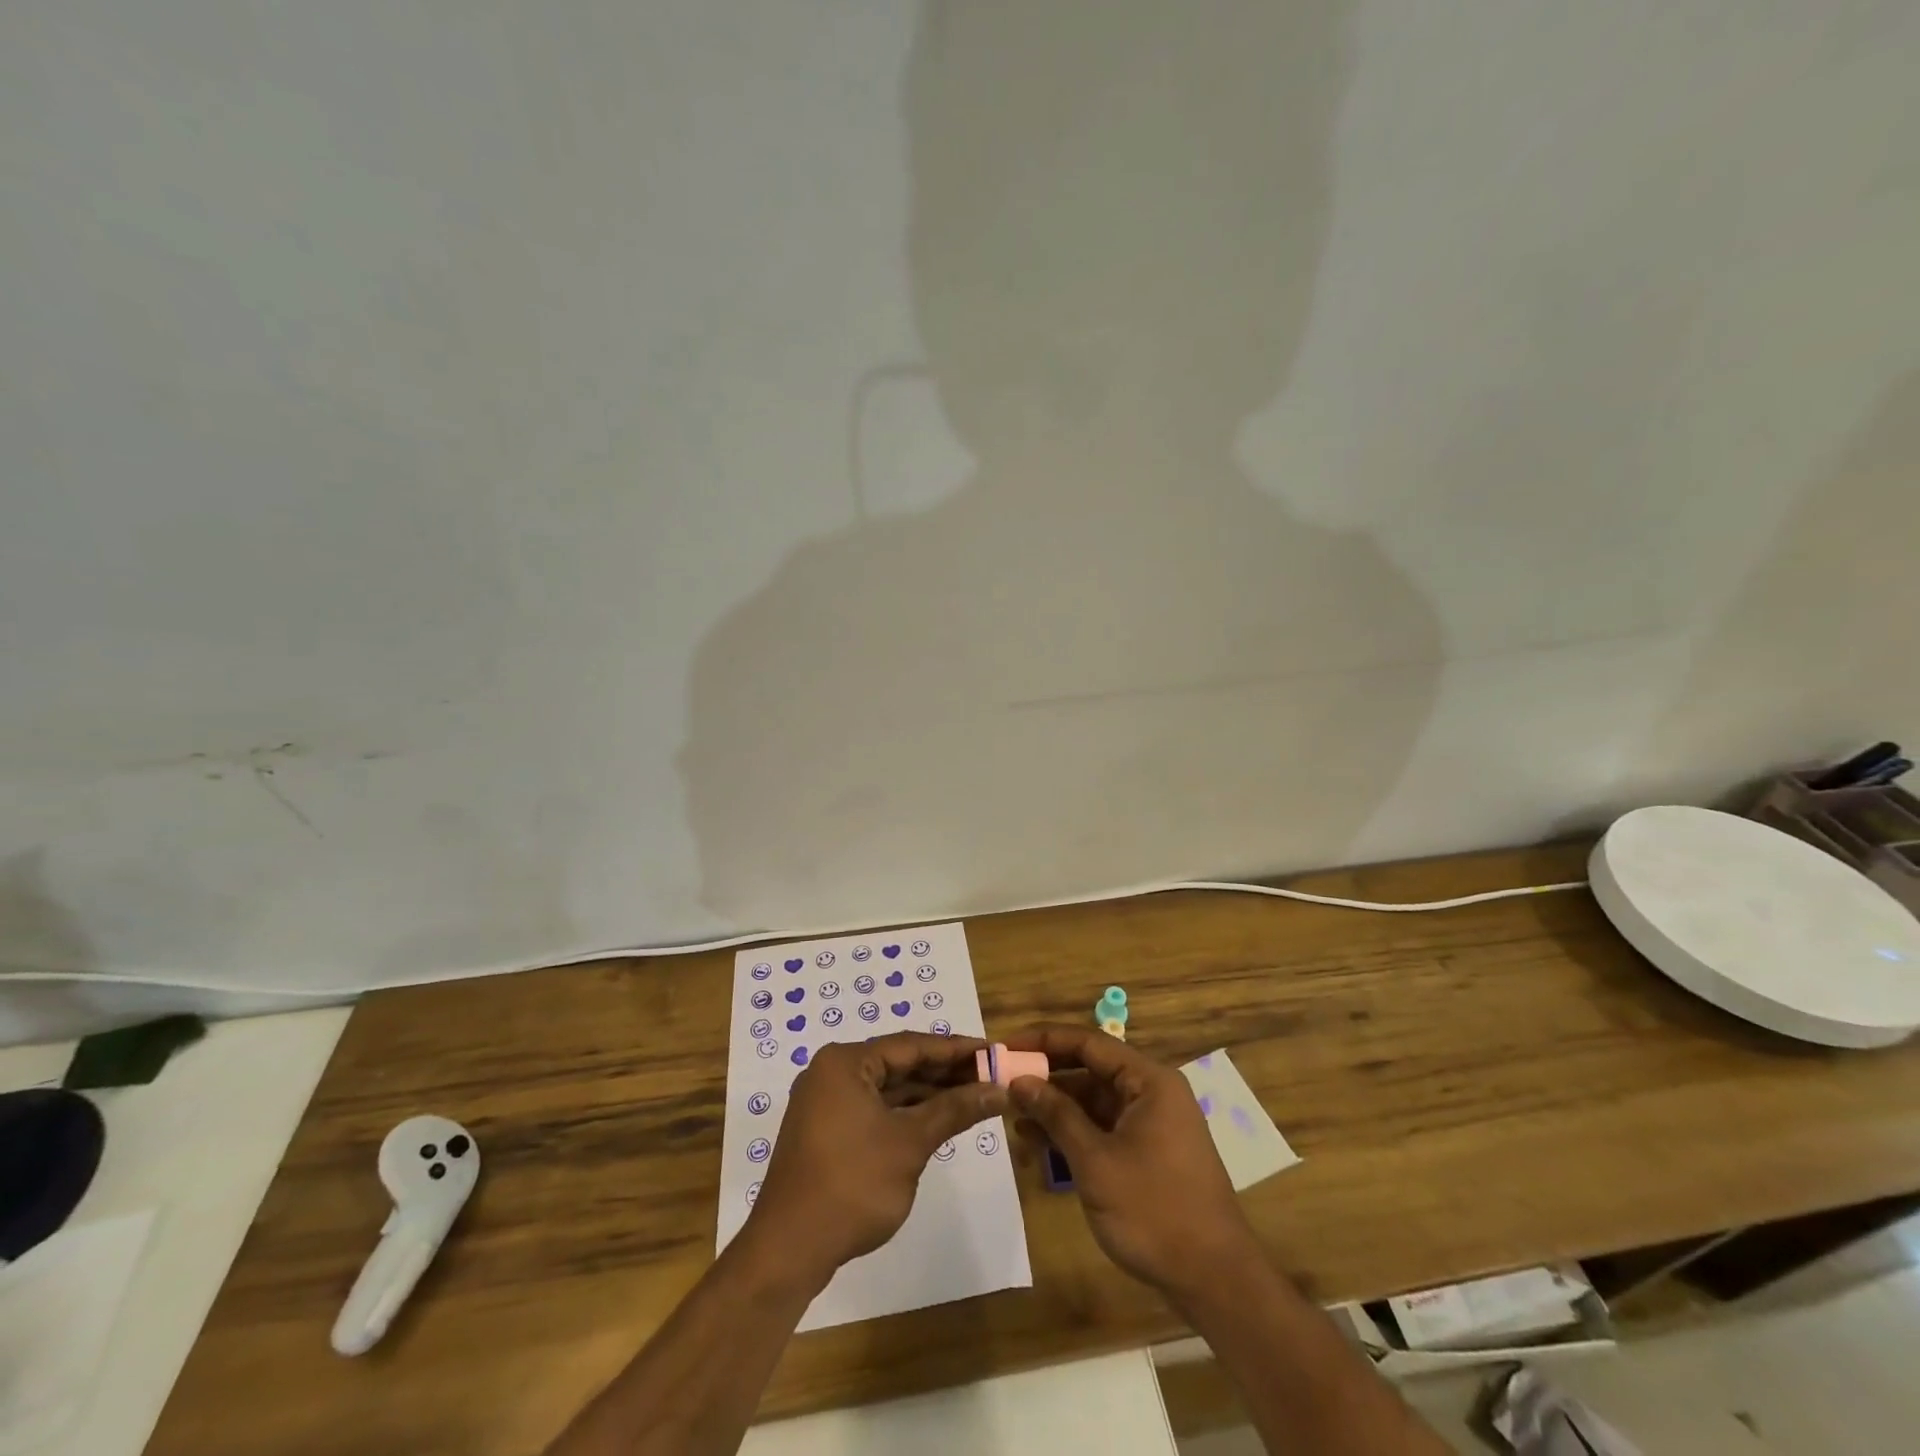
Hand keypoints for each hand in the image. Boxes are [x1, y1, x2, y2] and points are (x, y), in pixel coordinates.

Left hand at [741, 1033, 1007, 1285]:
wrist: (789, 1251)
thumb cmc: (852, 1185)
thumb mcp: (911, 1143)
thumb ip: (954, 1110)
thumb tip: (999, 1090)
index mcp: (845, 1062)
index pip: (911, 1045)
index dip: (956, 1049)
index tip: (993, 1051)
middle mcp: (832, 1073)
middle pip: (899, 1064)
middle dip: (945, 1072)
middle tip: (990, 1075)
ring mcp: (826, 1104)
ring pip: (888, 1089)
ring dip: (928, 1094)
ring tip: (974, 1096)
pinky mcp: (827, 1132)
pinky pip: (875, 1109)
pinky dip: (906, 1114)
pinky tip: (938, 1120)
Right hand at [1005, 1026, 1255, 1302]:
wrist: (1215, 1280)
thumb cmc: (1154, 1211)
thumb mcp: (1095, 1161)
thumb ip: (1056, 1115)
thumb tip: (1020, 1081)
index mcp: (1149, 1081)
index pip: (1089, 1043)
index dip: (1045, 1040)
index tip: (1007, 1046)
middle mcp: (1152, 1092)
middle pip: (1091, 1070)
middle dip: (1047, 1078)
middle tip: (1004, 1084)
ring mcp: (1152, 1124)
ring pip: (1095, 1102)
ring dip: (1057, 1109)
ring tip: (1014, 1120)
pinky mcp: (1149, 1152)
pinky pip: (1104, 1128)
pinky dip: (1074, 1133)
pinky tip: (1040, 1144)